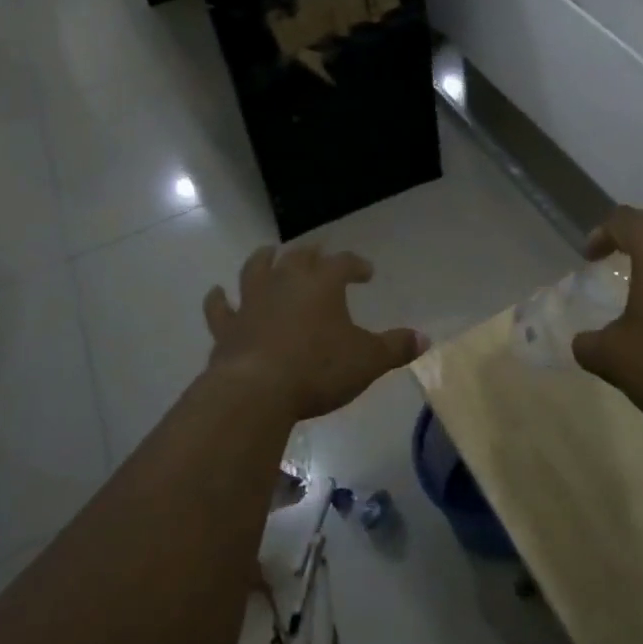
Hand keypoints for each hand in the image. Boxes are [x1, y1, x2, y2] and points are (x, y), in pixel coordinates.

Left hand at [202, 244, 422, 422]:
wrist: (257, 391)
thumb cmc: (318, 369)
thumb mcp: (368, 360)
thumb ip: (396, 347)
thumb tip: (425, 338)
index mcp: (322, 284)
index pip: (343, 263)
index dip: (356, 265)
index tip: (366, 272)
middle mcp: (286, 282)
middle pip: (299, 257)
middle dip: (312, 253)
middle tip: (319, 253)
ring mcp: (252, 302)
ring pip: (256, 269)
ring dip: (264, 259)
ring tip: (269, 253)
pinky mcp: (227, 327)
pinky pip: (219, 308)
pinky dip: (218, 299)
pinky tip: (217, 293)